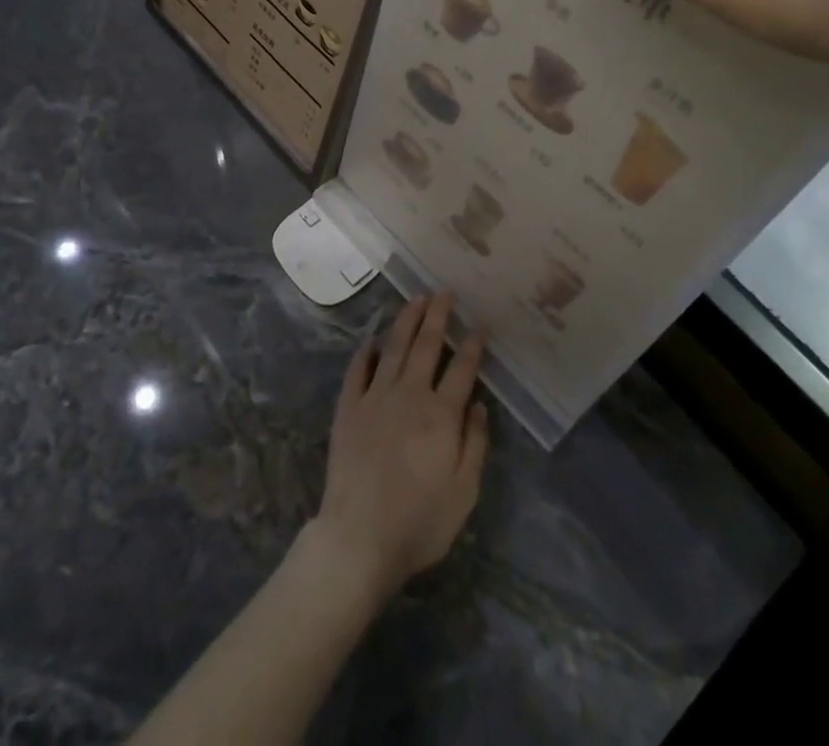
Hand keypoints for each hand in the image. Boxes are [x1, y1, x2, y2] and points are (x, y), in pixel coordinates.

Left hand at [309, 293, 488, 601]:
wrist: (359, 536)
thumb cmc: (419, 521)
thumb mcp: (464, 492)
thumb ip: (475, 444)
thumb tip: (479, 405)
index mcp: (441, 415)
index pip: (462, 369)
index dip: (472, 345)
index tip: (479, 325)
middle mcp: (409, 395)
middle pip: (427, 346)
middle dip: (438, 316)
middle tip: (444, 292)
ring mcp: (375, 398)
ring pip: (394, 348)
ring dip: (406, 321)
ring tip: (416, 299)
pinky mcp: (349, 408)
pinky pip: (358, 370)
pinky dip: (366, 352)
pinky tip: (373, 340)